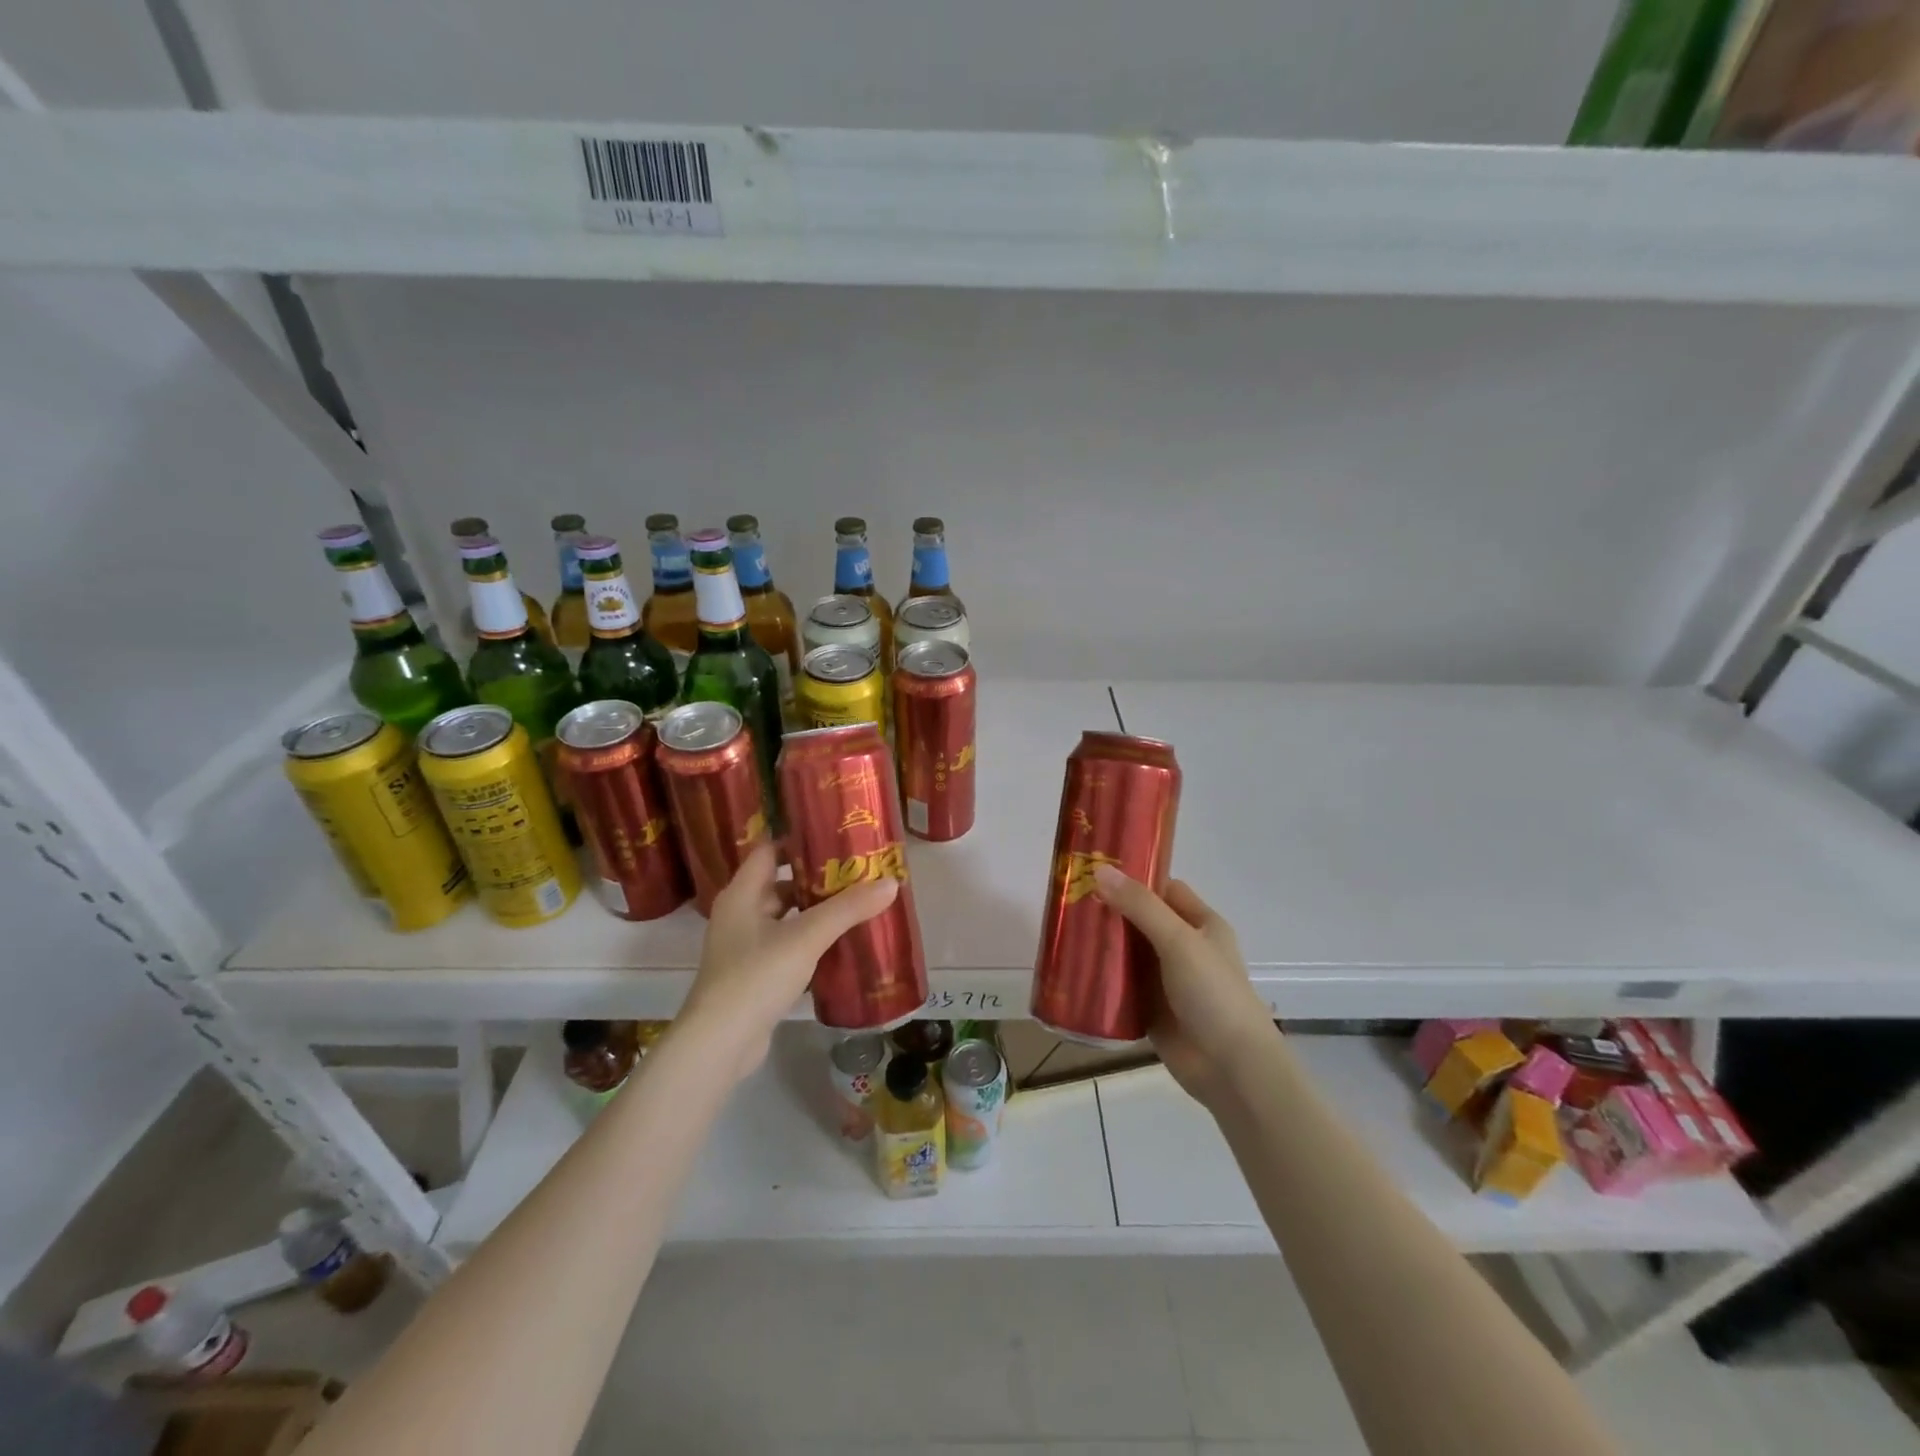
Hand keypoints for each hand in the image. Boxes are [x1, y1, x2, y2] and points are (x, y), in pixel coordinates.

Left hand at [679, 841, 899, 1079]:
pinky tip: (841, 944)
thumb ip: (848, 909)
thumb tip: (891, 882)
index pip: (769, 850)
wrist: (720, 1044)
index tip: (836, 835)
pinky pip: (787, 946)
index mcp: (742, 893)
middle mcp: (740, 914)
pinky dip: (811, 941)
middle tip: (857, 871)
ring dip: (816, 911)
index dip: (799, 839)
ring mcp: (745, 947)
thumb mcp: (807, 937)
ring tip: (857, 904)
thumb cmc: (756, 976)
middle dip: (817, 877)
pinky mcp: (754, 975)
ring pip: (786, 917)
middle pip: (781, 883)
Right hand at [1092, 865, 1278, 1110]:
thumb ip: (1140, 906)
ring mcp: (1166, 980)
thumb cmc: (1213, 994)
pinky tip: (1071, 969)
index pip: (1164, 888)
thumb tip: (1099, 870)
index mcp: (1201, 924)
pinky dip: (1100, 978)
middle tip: (1068, 898)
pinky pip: (1120, 986)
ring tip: (1062, 929)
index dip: (1134, 877)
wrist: (1230, 1068)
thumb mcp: (1178, 941)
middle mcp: (1184, 947)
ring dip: (1102, 945)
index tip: (1094, 868)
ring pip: (1128, 953)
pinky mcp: (1150, 1009)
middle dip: (1109, 910)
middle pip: (1141, 919)